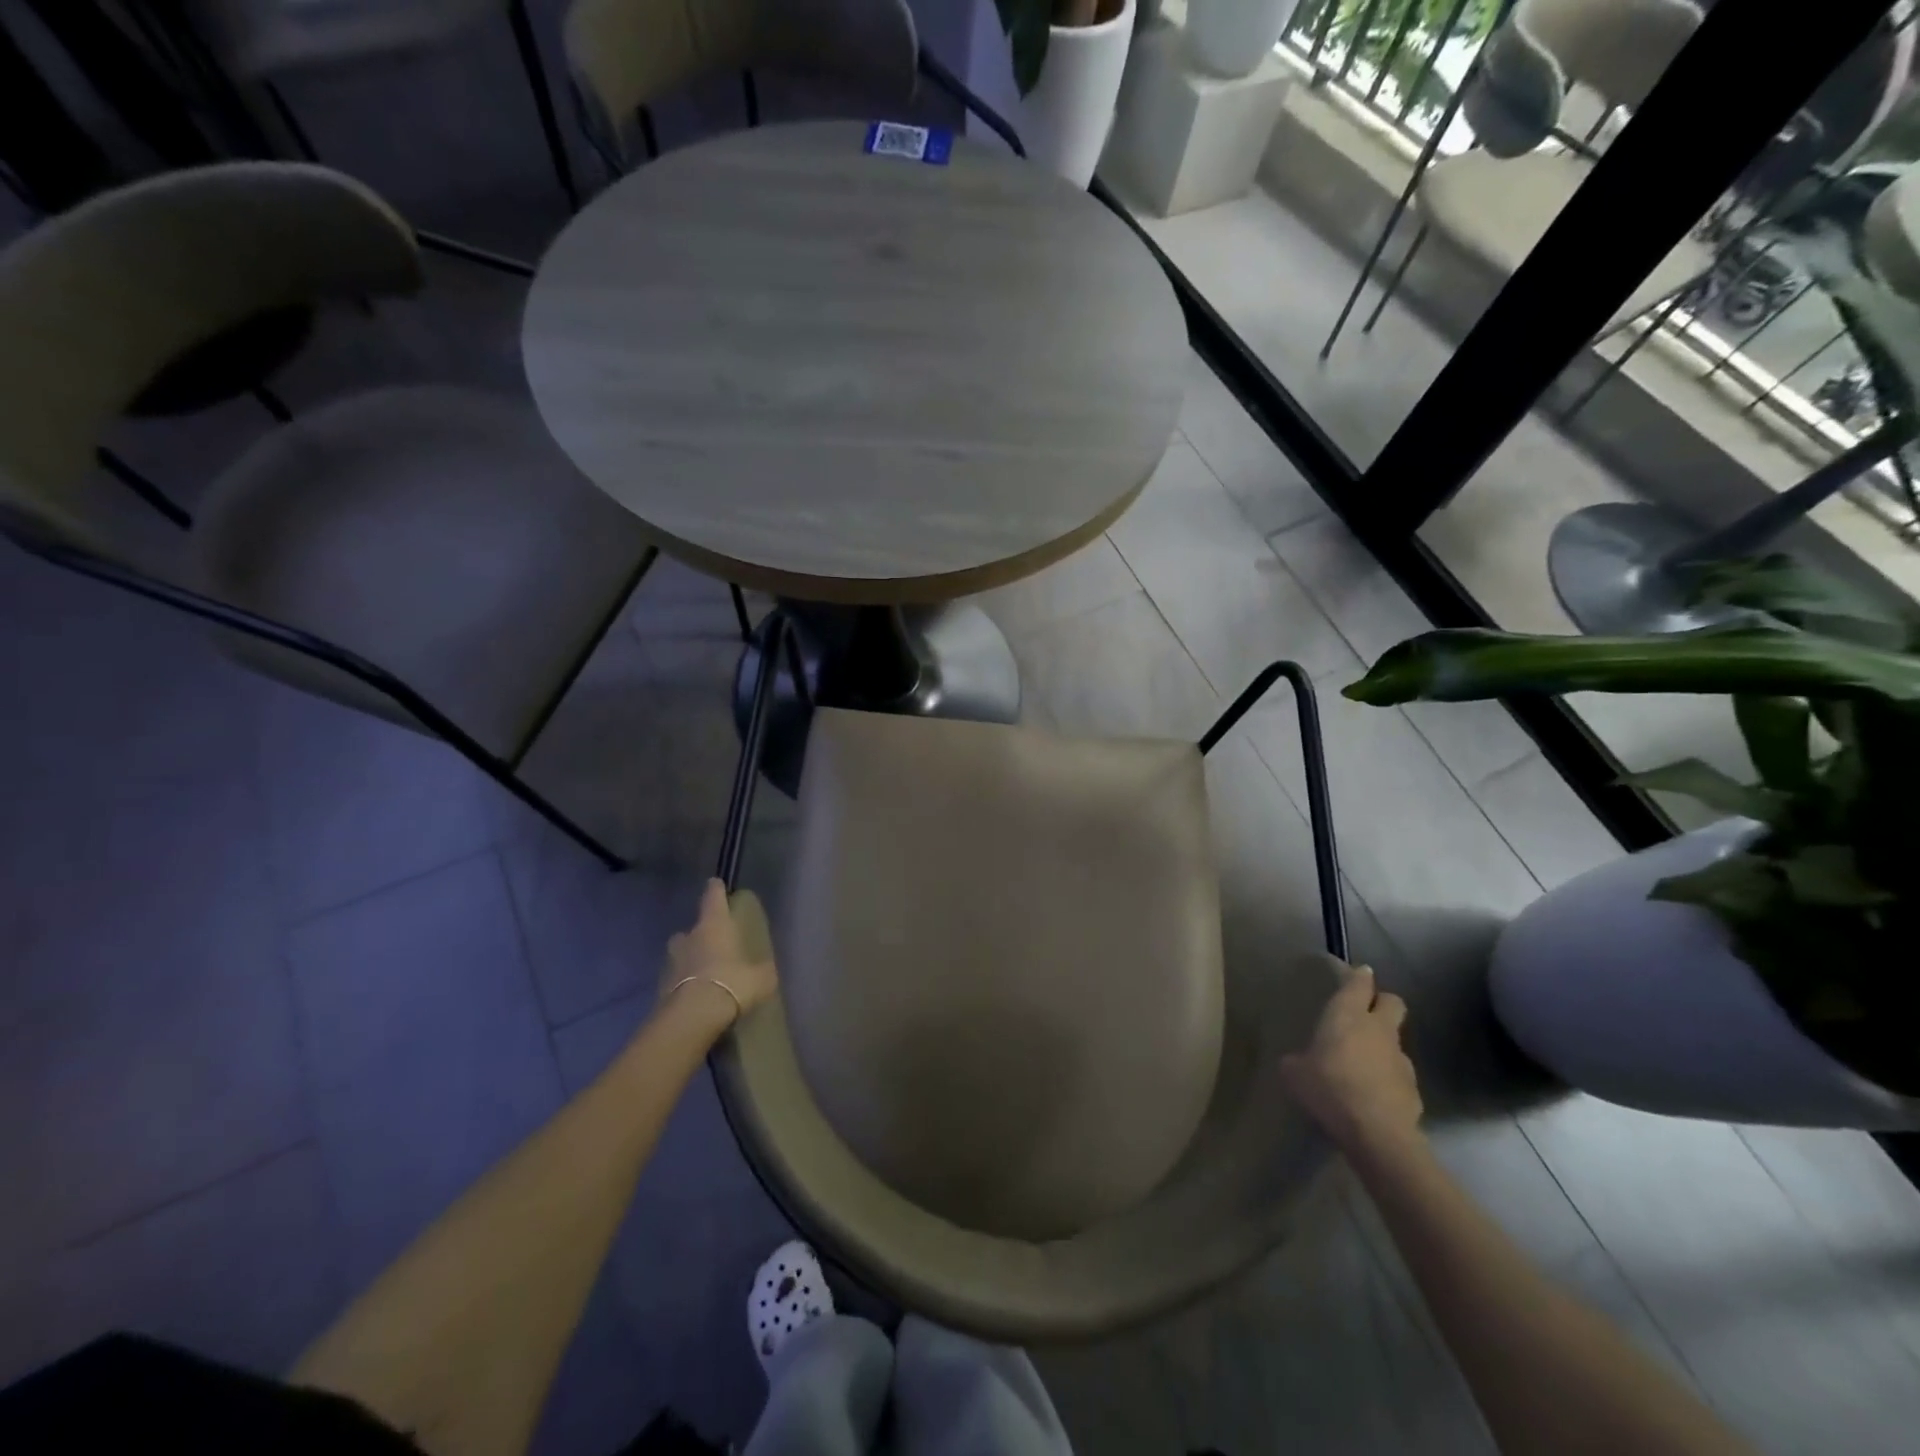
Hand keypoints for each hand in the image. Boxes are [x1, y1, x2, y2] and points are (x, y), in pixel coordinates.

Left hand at [660, 879, 778, 1025]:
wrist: (692, 1017)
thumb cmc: (731, 984)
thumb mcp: (760, 979)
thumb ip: (762, 971)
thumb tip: (764, 971)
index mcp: (714, 926)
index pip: (713, 898)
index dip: (716, 890)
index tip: (716, 883)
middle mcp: (689, 937)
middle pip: (692, 929)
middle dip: (699, 935)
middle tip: (713, 945)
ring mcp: (671, 962)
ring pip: (680, 954)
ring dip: (688, 960)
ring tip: (703, 974)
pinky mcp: (660, 988)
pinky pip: (675, 980)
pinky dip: (683, 984)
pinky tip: (695, 996)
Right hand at [1281, 963, 1421, 1154]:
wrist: (1377, 1133)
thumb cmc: (1329, 1088)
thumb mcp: (1295, 1073)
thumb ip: (1297, 1060)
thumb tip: (1297, 1061)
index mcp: (1348, 1015)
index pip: (1360, 983)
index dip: (1358, 976)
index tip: (1356, 974)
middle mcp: (1379, 1029)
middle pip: (1393, 1002)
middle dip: (1382, 1002)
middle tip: (1365, 1013)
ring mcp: (1401, 1058)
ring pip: (1395, 1040)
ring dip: (1382, 1045)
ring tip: (1362, 1065)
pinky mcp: (1413, 1088)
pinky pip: (1398, 1073)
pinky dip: (1387, 1077)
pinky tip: (1372, 1095)